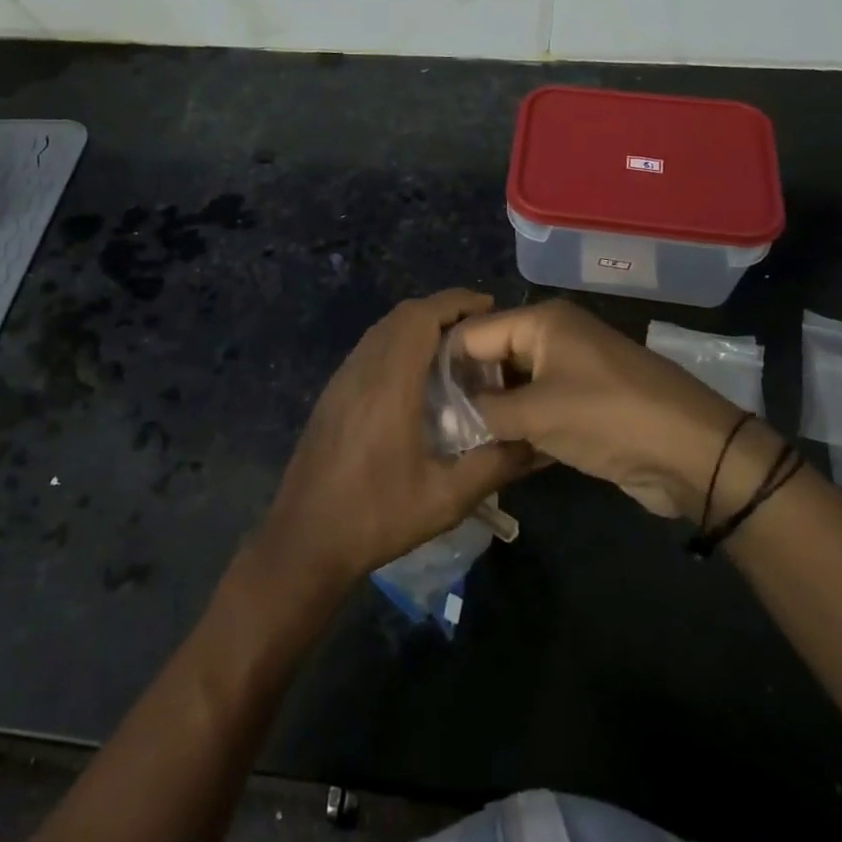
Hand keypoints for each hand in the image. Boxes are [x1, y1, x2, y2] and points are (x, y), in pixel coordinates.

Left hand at [255, 290, 534, 591]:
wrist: (304, 540)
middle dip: (441, 310)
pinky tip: (417, 376)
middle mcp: (361, 370)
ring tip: (454, 347)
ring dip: (418, 325)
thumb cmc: (376, 517)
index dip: (455, 302)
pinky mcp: (332, 395)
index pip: (420, 318)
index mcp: (388, 385)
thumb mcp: (445, 499)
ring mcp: (341, 381)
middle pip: (401, 316)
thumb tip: (537, 444)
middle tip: (478, 328)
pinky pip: (369, 349)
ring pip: (382, 330)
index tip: (489, 306)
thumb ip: (494, 465)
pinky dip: (398, 342)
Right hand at [457, 300, 781, 521]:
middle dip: (468, 392)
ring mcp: (571, 371)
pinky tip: (495, 456)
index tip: (418, 401)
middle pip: (493, 359)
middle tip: (434, 427)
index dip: (444, 365)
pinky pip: (539, 410)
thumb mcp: (536, 413)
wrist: (690, 452)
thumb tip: (453, 413)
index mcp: (540, 322)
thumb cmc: (606, 417)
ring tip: (457, 445)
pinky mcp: (584, 404)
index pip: (473, 334)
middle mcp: (552, 338)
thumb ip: (485, 411)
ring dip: (494, 416)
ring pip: (515, 388)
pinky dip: (521, 430)